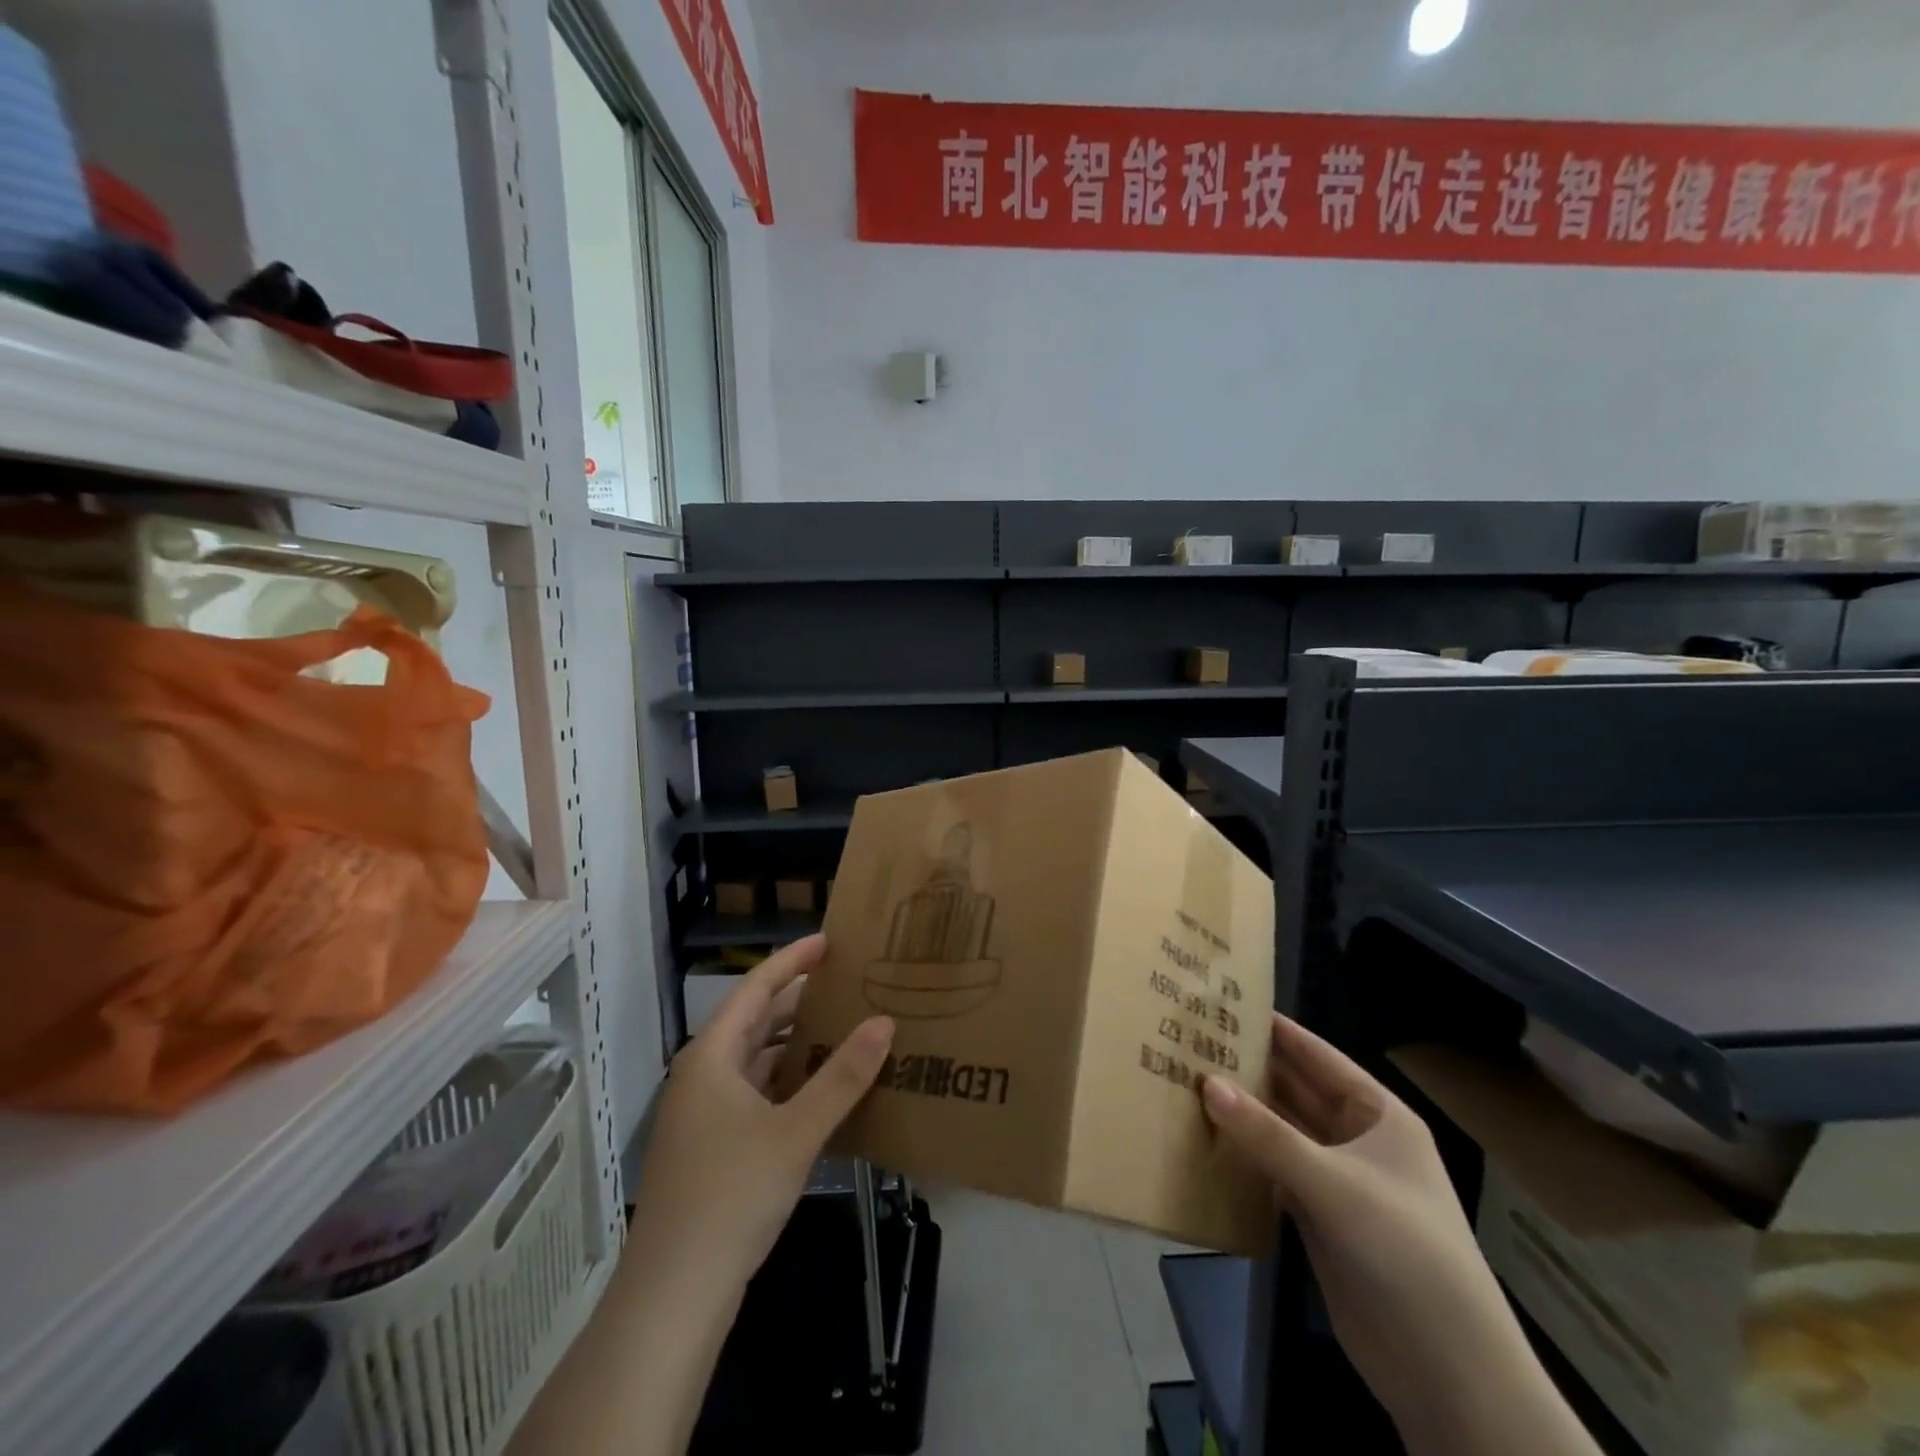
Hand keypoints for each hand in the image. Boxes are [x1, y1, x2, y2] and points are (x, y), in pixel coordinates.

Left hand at [628, 935, 894, 1290]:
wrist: (674, 1295)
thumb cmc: (731, 1196)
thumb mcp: (796, 1131)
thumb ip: (843, 1076)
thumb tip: (884, 1021)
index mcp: (711, 1057)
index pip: (755, 989)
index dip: (792, 961)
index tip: (828, 942)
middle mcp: (702, 1076)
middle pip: (754, 1022)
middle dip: (798, 1001)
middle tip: (846, 984)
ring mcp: (703, 1115)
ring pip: (755, 1061)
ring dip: (795, 1044)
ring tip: (843, 1028)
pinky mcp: (711, 1147)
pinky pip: (755, 1094)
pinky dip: (787, 1081)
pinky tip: (820, 1090)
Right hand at [1202, 1016, 1564, 1452]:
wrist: (1448, 1373)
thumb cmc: (1405, 1252)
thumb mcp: (1335, 1185)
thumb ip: (1267, 1135)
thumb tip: (1206, 1082)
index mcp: (1378, 1115)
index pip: (1318, 1056)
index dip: (1276, 1030)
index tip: (1225, 1003)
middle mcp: (1357, 1140)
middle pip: (1296, 1092)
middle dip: (1250, 1070)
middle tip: (1192, 1042)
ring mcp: (1338, 1181)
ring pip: (1282, 1133)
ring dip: (1243, 1114)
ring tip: (1187, 1082)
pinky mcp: (1320, 1219)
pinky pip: (1274, 1172)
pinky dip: (1245, 1157)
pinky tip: (1206, 1140)